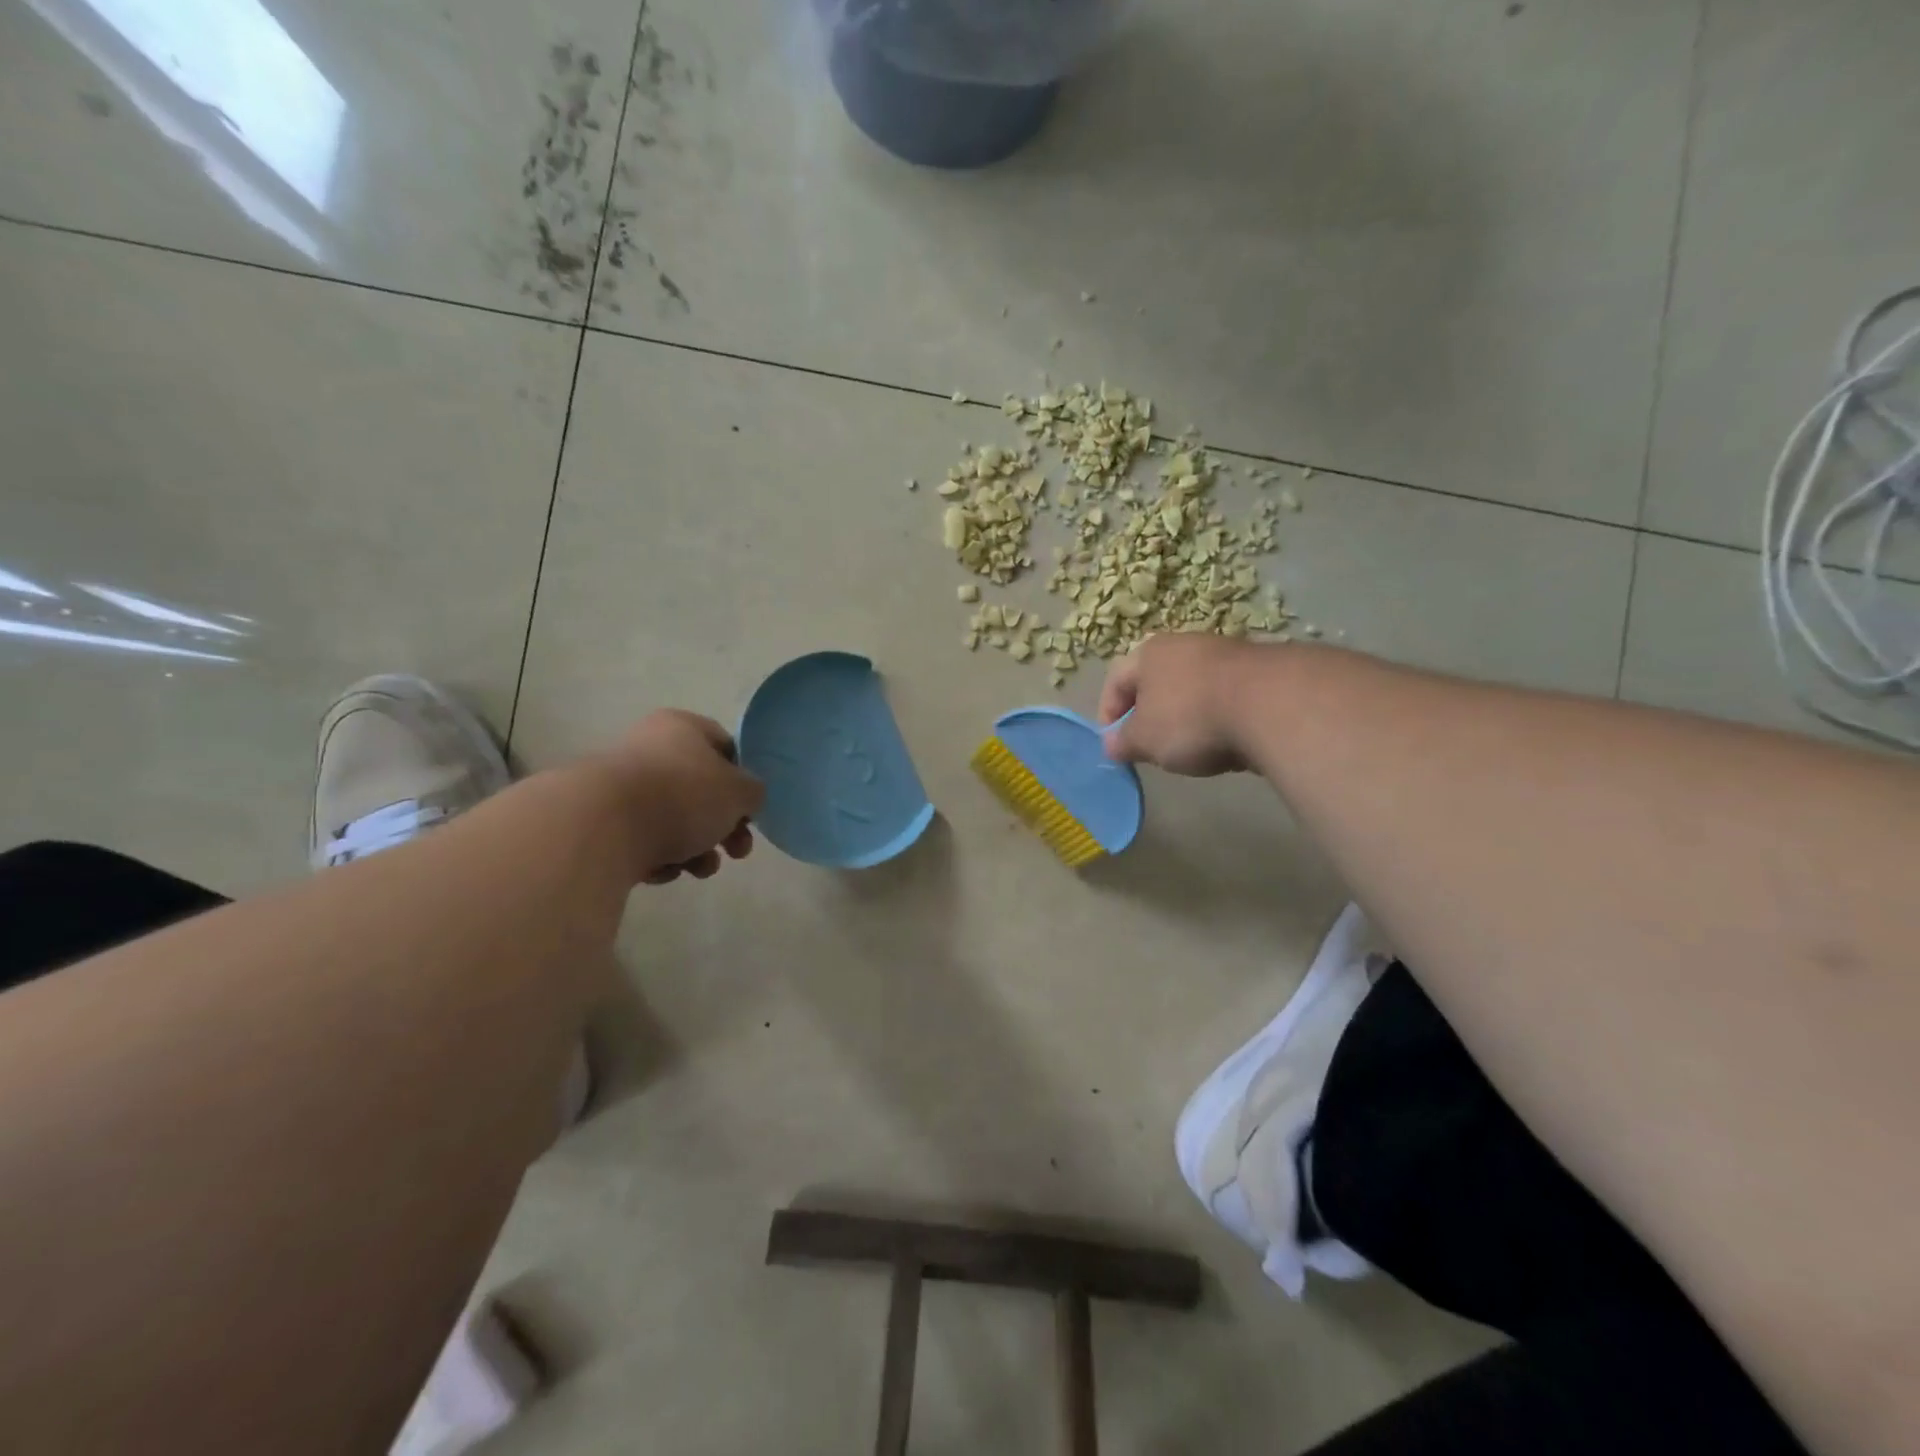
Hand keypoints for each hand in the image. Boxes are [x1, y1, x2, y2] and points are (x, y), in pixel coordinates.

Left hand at [596, 710, 764, 883]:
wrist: (604, 826)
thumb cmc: (683, 795)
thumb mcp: (739, 792)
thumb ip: (753, 793)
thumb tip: (747, 798)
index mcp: (682, 727)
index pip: (725, 747)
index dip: (743, 780)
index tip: (751, 810)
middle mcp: (650, 748)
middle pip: (700, 790)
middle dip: (724, 826)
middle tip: (737, 851)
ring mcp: (622, 785)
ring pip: (674, 819)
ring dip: (697, 848)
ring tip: (700, 869)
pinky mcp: (602, 822)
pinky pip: (644, 840)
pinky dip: (660, 857)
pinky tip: (663, 870)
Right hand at [1098, 633, 1260, 776]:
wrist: (1273, 704)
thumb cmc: (1191, 718)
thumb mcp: (1145, 740)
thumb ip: (1123, 742)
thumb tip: (1111, 745)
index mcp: (1149, 653)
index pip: (1115, 680)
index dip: (1107, 714)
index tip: (1114, 746)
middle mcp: (1185, 644)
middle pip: (1155, 682)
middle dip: (1148, 716)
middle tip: (1148, 748)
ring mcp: (1225, 654)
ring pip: (1192, 689)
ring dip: (1185, 717)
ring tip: (1189, 749)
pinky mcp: (1259, 672)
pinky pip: (1225, 698)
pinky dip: (1218, 718)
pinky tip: (1225, 742)